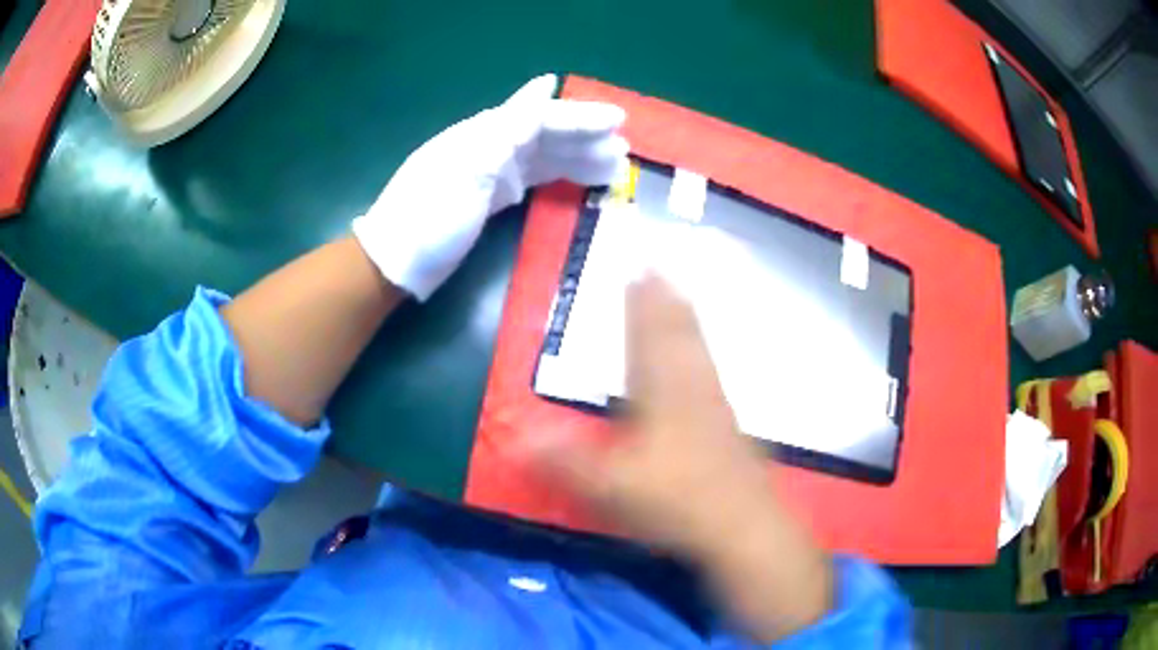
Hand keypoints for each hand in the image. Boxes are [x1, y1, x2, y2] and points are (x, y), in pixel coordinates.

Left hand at [353, 74, 627, 300]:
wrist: (396, 261)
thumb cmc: (431, 214)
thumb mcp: (469, 167)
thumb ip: (509, 127)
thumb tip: (543, 86)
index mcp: (484, 134)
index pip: (541, 115)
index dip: (580, 115)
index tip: (619, 121)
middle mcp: (490, 147)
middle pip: (547, 136)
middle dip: (586, 140)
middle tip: (625, 152)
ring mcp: (491, 173)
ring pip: (545, 158)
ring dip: (579, 160)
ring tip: (615, 170)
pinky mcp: (492, 199)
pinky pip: (535, 180)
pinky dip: (560, 179)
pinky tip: (580, 181)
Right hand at [531, 273, 779, 554]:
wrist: (741, 528)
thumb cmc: (675, 502)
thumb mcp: (610, 487)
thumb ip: (563, 461)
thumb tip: (517, 437)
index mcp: (662, 394)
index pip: (647, 337)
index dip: (640, 303)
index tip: (638, 269)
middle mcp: (692, 389)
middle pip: (678, 333)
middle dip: (666, 298)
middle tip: (660, 267)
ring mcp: (717, 406)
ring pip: (700, 349)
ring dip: (688, 319)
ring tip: (683, 295)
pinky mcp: (731, 426)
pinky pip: (714, 374)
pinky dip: (706, 353)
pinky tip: (707, 361)